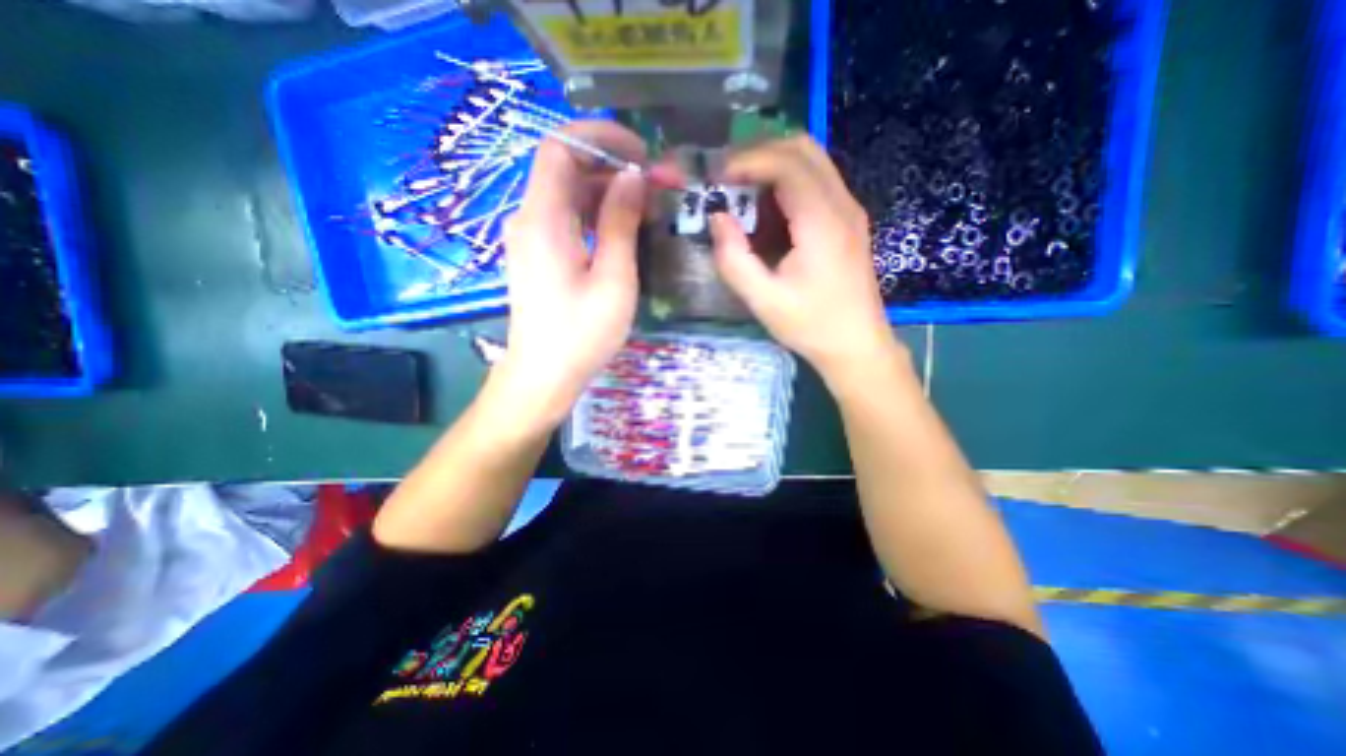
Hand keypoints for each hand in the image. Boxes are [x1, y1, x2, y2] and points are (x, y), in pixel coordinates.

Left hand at [492, 121, 652, 427]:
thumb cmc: (581, 333)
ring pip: (570, 195)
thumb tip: (632, 177)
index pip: (561, 146)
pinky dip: (596, 216)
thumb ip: (620, 222)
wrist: (543, 376)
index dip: (601, 138)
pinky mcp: (540, 256)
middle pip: (567, 170)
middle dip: (614, 169)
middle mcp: (530, 219)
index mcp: (543, 219)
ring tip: (649, 209)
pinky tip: (625, 230)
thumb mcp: (612, 278)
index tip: (642, 154)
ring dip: (608, 194)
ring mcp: (532, 238)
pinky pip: (568, 220)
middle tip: (658, 187)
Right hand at [707, 132, 902, 376]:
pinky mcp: (848, 221)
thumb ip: (734, 259)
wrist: (857, 345)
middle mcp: (842, 205)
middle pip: (803, 148)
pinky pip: (817, 183)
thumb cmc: (811, 326)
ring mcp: (849, 211)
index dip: (748, 161)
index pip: (786, 163)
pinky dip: (787, 183)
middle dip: (760, 154)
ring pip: (812, 161)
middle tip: (728, 179)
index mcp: (822, 222)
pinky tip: (767, 212)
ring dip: (773, 166)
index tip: (716, 178)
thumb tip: (717, 218)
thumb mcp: (764, 300)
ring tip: (741, 193)